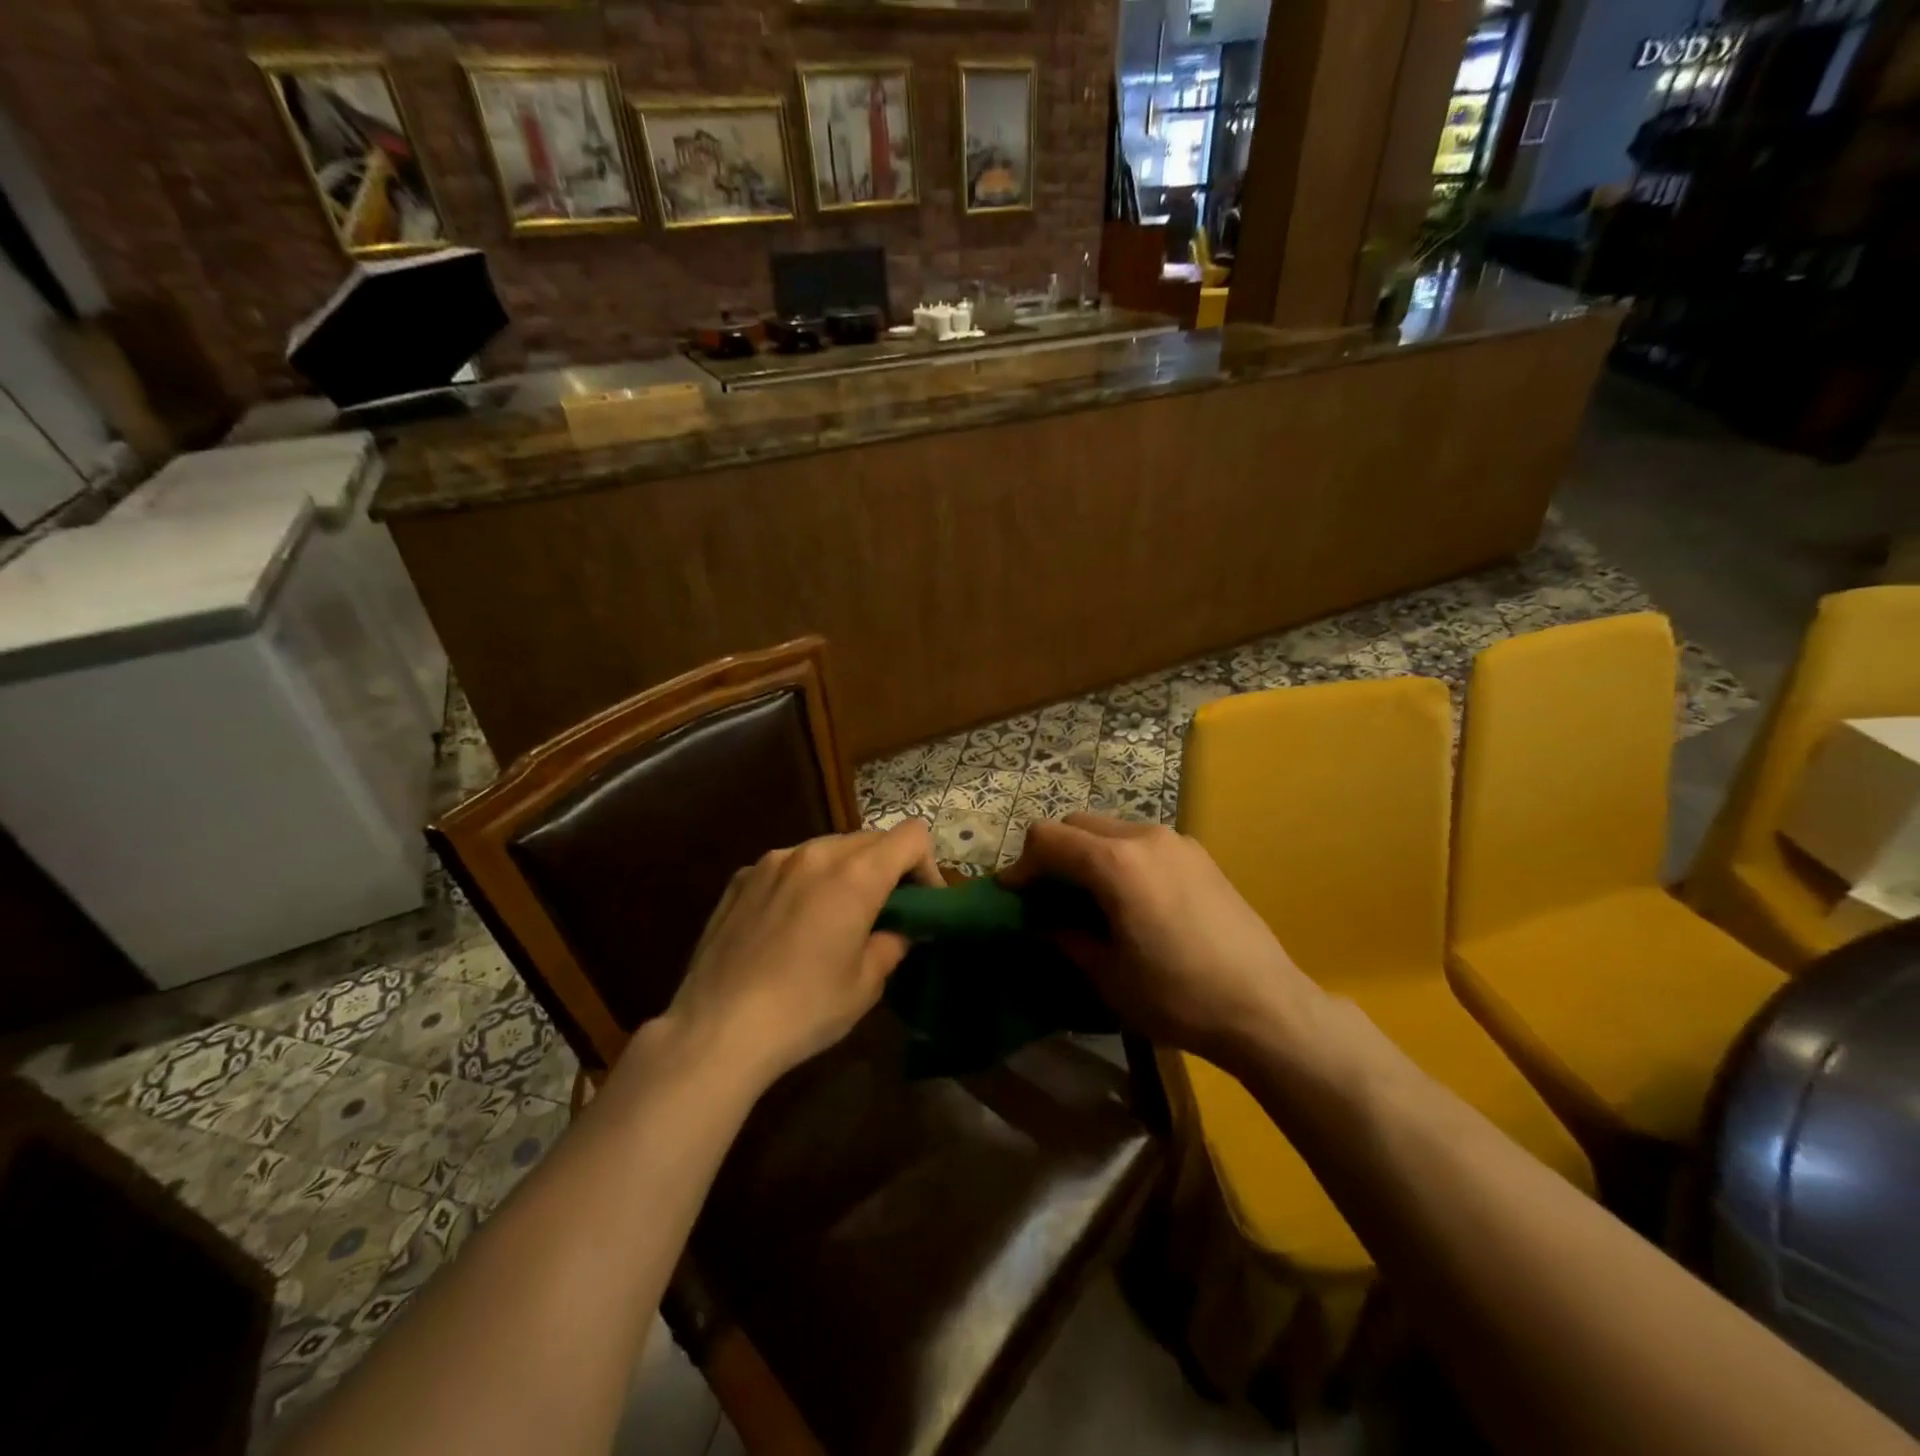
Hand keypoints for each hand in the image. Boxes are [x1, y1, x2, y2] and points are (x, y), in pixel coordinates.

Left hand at [659, 820, 941, 1087]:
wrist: (717, 1029)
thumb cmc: (804, 1008)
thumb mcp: (865, 985)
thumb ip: (891, 944)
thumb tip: (898, 931)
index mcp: (855, 875)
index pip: (911, 836)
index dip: (926, 864)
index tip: (921, 902)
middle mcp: (815, 853)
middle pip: (869, 839)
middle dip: (886, 868)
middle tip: (883, 912)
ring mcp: (772, 861)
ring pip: (826, 849)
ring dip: (844, 872)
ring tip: (834, 917)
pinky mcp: (741, 878)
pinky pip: (787, 865)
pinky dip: (803, 882)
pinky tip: (789, 925)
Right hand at [1001, 813, 1318, 1065]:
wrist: (1265, 1006)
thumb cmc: (1176, 995)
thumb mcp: (1106, 974)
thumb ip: (1064, 935)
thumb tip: (1042, 920)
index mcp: (1115, 862)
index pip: (1047, 838)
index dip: (1021, 864)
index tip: (1013, 896)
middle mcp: (1144, 836)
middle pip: (1077, 824)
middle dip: (1053, 853)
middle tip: (1047, 896)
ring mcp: (1177, 841)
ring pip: (1111, 828)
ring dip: (1087, 853)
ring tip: (1088, 898)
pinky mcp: (1199, 855)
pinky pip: (1142, 841)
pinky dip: (1119, 857)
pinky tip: (1130, 899)